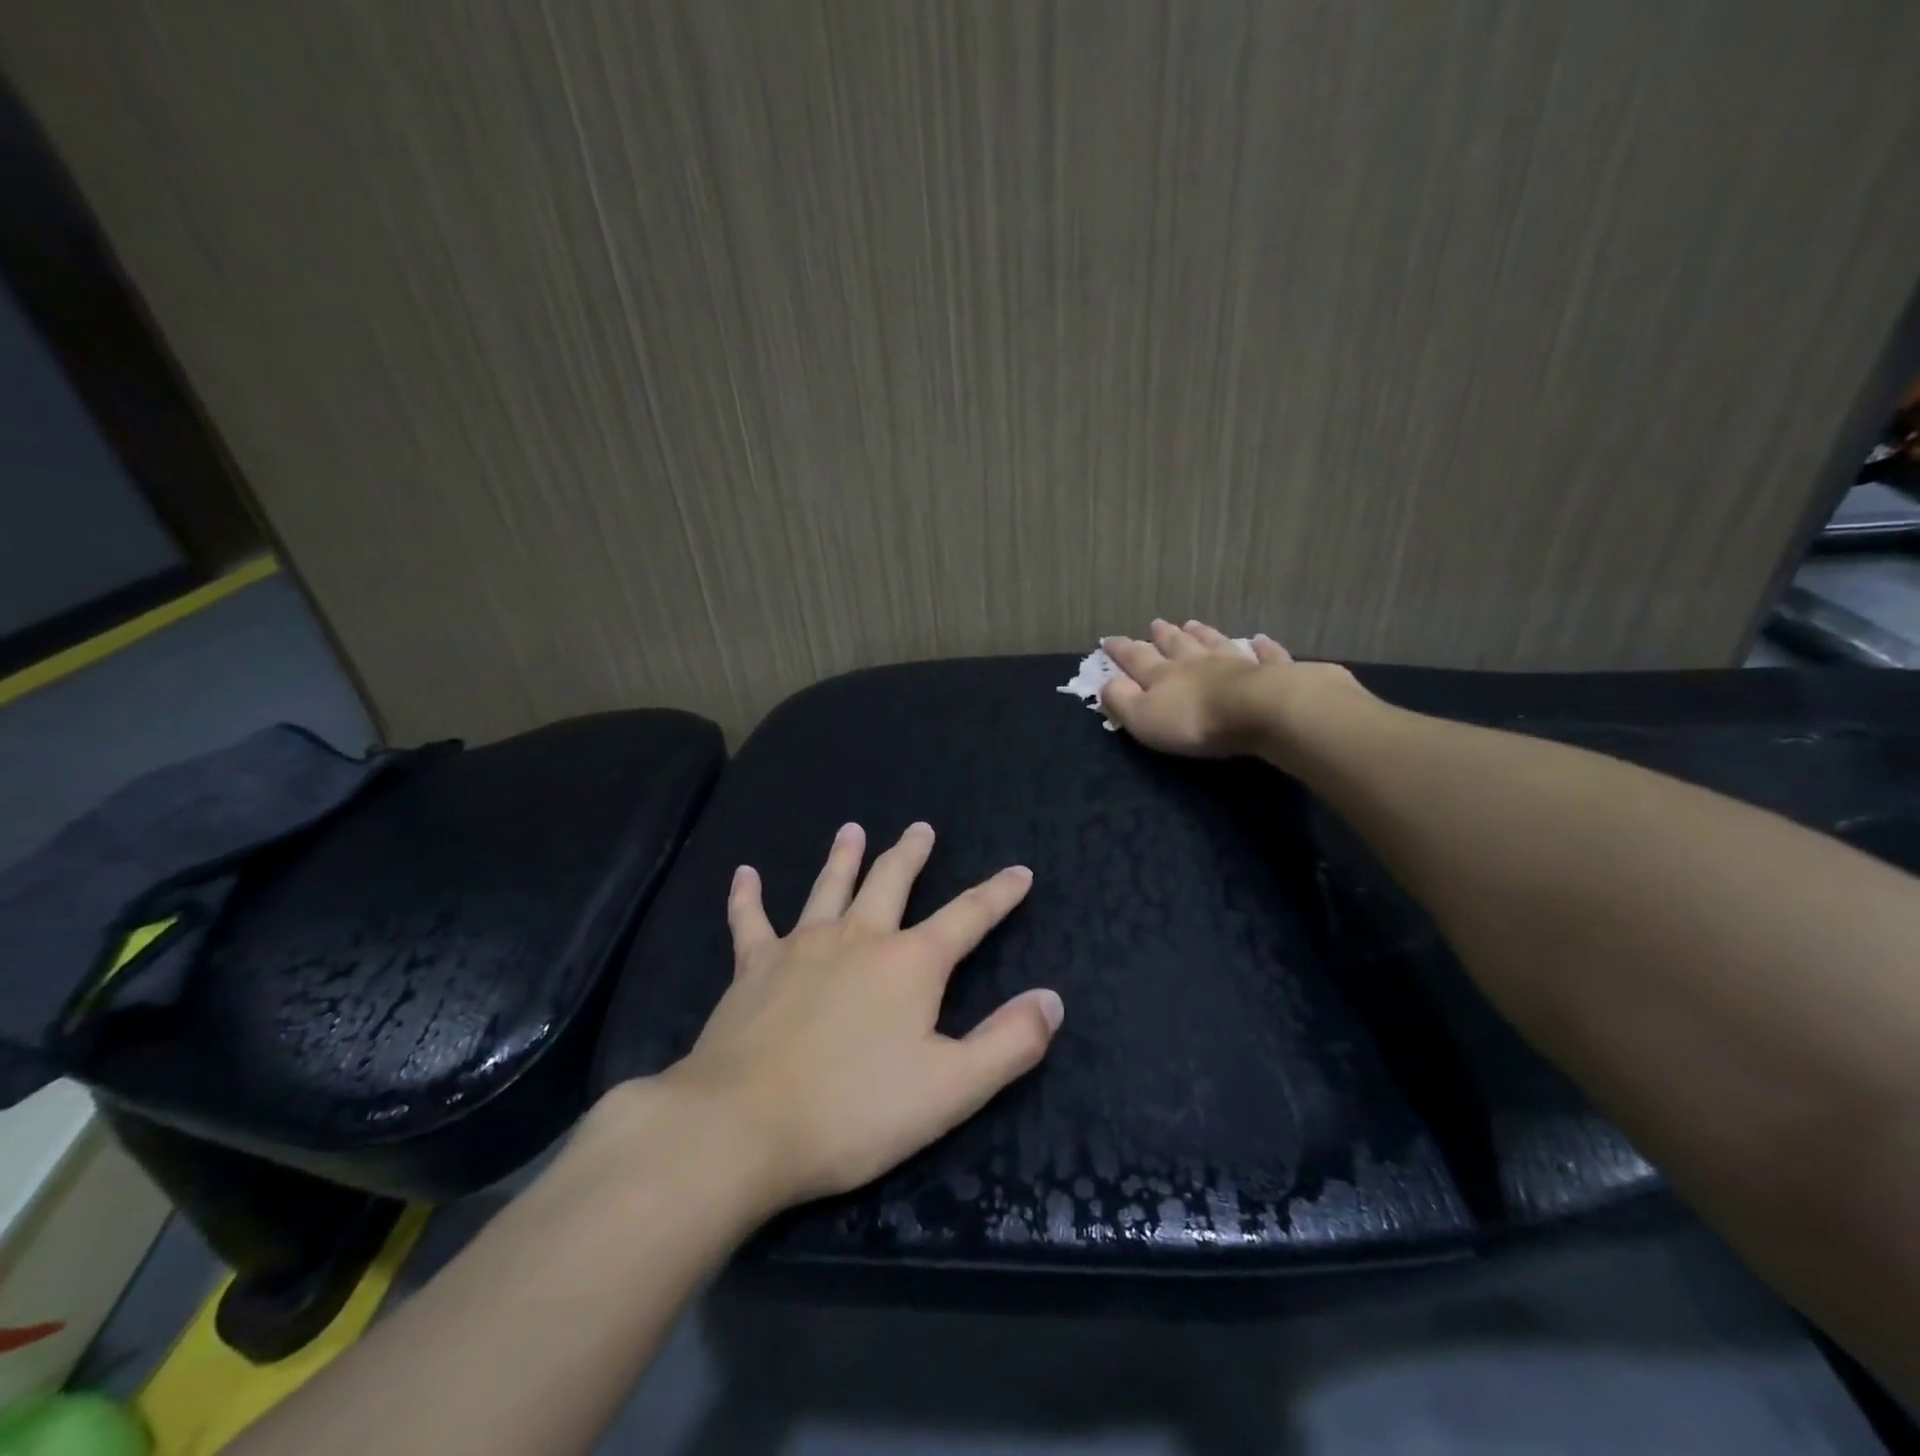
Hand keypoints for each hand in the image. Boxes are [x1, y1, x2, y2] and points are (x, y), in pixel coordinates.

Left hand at [654, 822, 1061, 1214]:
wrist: (741, 1126)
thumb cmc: (853, 1112)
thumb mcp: (951, 1088)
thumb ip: (1008, 1043)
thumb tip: (1052, 999)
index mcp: (910, 964)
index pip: (968, 916)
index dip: (998, 894)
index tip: (1019, 872)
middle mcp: (858, 939)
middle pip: (890, 882)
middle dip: (911, 854)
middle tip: (921, 828)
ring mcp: (801, 947)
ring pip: (828, 888)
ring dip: (843, 857)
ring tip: (852, 829)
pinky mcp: (752, 968)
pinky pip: (750, 921)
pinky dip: (747, 897)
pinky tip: (744, 874)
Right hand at [1100, 619, 1364, 759]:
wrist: (1258, 711)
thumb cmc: (1194, 720)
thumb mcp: (1143, 717)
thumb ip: (1121, 700)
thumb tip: (1106, 684)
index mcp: (1164, 675)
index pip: (1136, 659)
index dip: (1121, 650)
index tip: (1109, 639)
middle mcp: (1197, 663)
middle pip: (1177, 645)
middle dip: (1163, 636)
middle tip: (1155, 623)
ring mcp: (1235, 663)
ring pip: (1214, 644)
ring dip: (1202, 634)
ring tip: (1193, 624)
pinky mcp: (1271, 673)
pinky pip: (1265, 656)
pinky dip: (1261, 647)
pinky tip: (1260, 639)